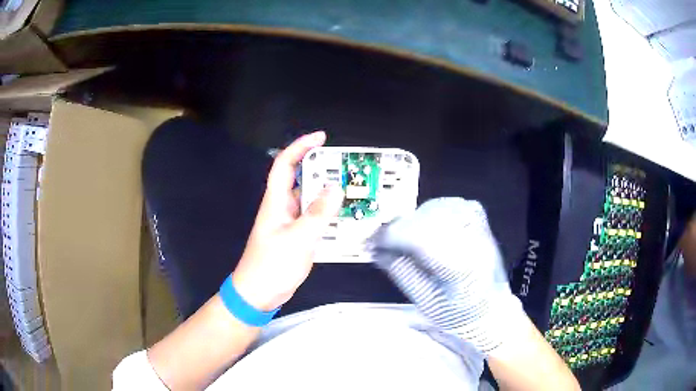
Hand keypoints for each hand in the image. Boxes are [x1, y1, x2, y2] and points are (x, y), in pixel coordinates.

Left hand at [231, 131, 343, 310]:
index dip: (301, 146)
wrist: (259, 293)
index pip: (285, 164)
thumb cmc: (272, 264)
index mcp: (276, 201)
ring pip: (310, 201)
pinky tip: (344, 219)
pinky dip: (328, 216)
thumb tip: (336, 188)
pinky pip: (314, 219)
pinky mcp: (296, 237)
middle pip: (302, 181)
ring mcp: (289, 223)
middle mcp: (282, 207)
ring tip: (352, 192)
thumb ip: (318, 213)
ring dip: (328, 196)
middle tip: (347, 170)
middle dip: (322, 171)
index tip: (321, 138)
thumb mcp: (298, 238)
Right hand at [368, 198, 525, 354]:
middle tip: (385, 242)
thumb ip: (399, 269)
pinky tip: (427, 226)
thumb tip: (374, 248)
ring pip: (436, 207)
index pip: (418, 237)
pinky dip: (432, 212)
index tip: (372, 242)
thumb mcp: (424, 299)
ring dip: (414, 220)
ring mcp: (478, 225)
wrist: (491, 309)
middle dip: (399, 228)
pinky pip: (449, 203)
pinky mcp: (479, 218)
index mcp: (459, 267)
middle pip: (425, 219)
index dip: (390, 236)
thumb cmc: (457, 313)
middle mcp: (472, 239)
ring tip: (407, 238)